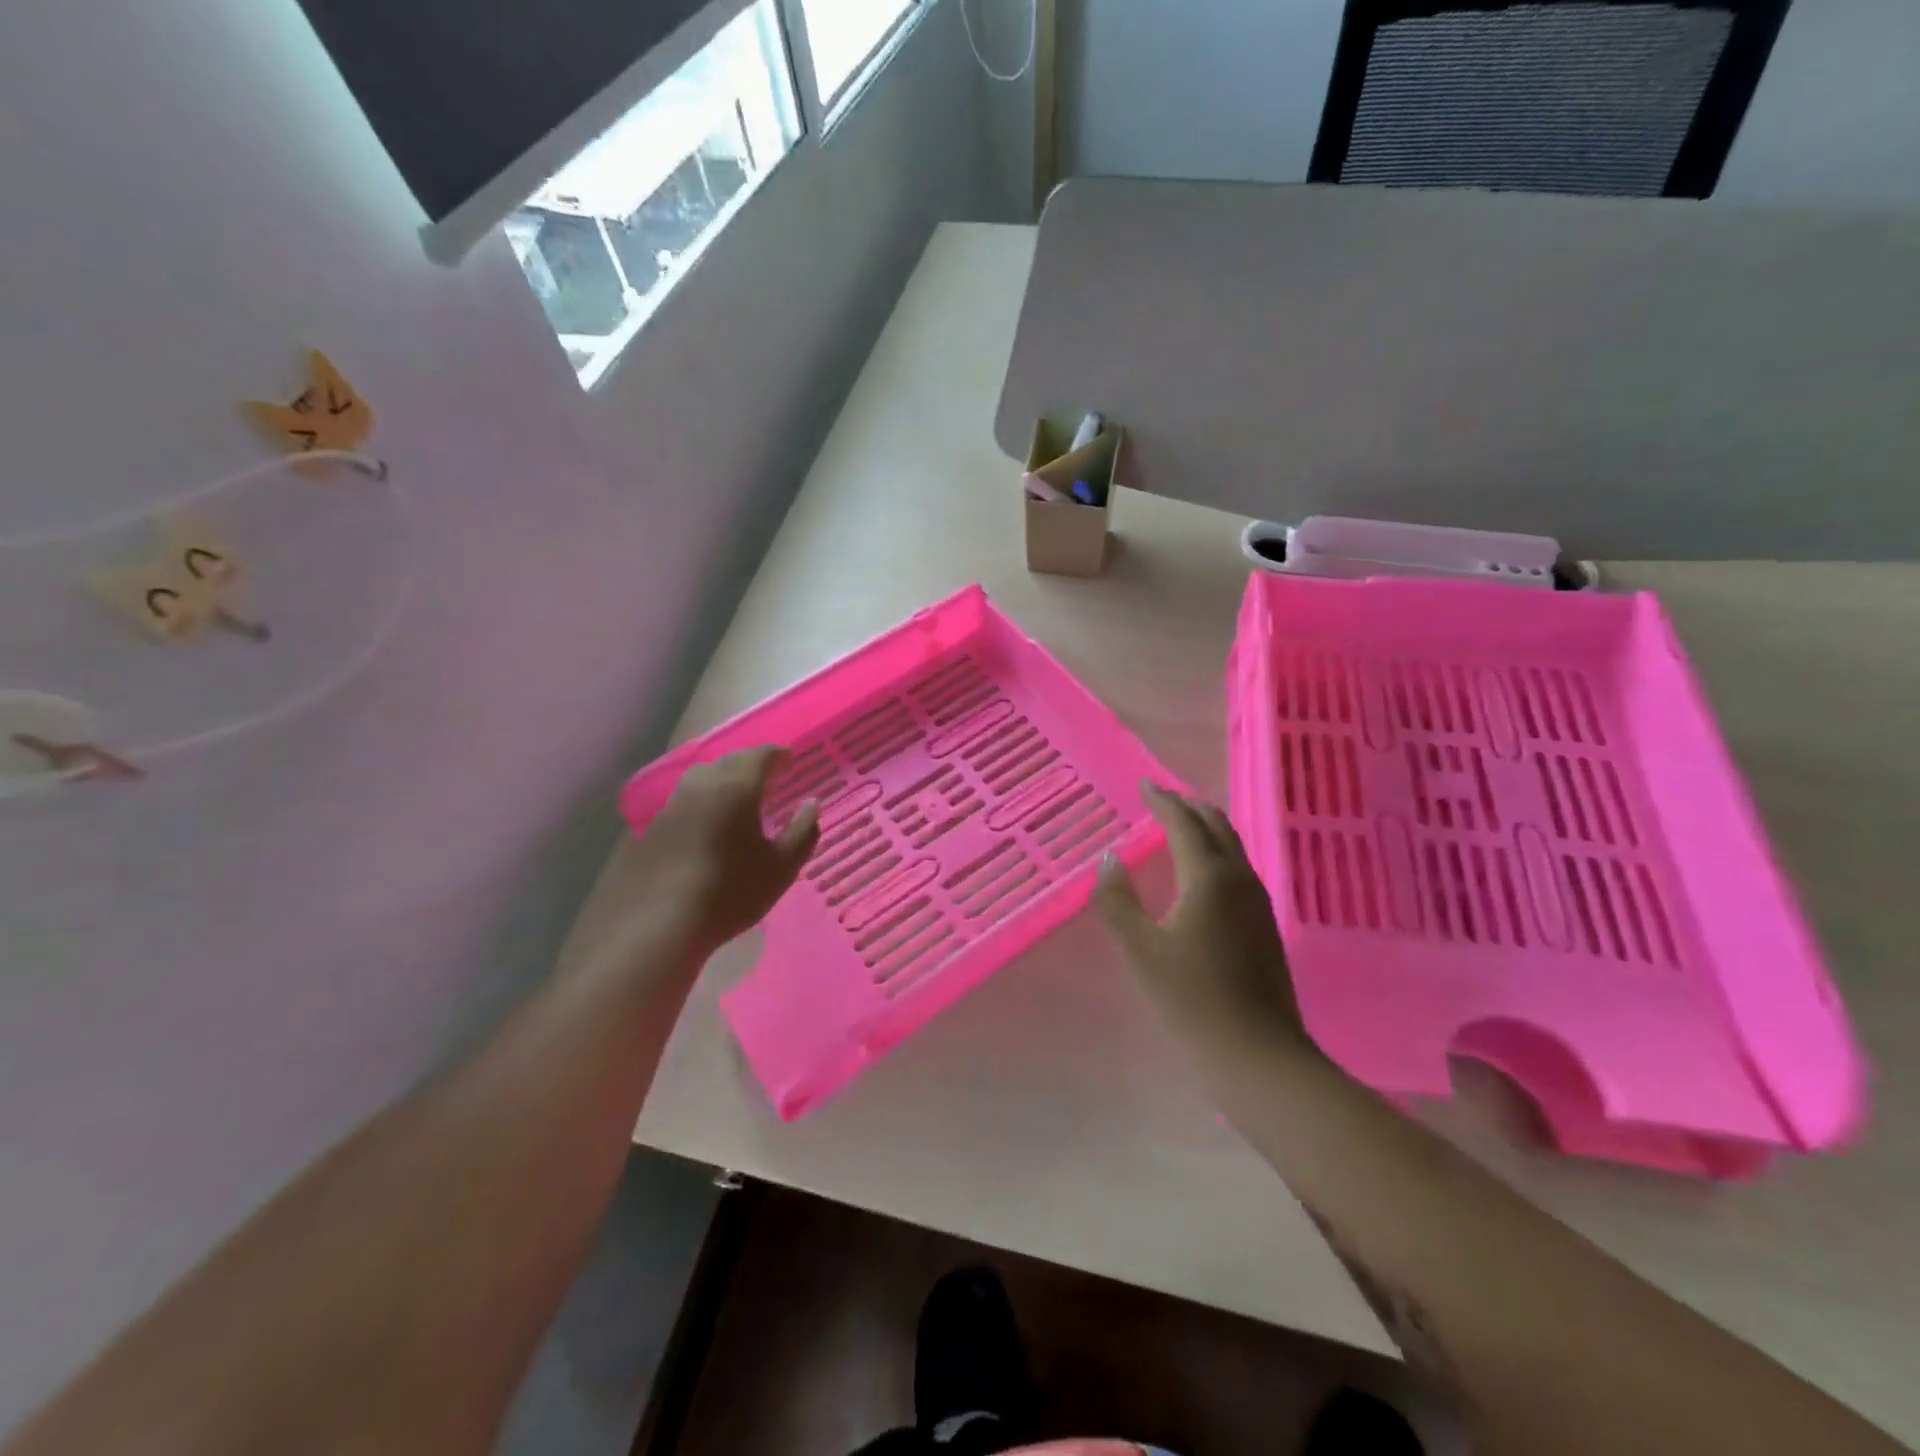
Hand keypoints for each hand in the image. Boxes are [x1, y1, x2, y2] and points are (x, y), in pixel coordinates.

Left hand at [559, 747, 819, 982]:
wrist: (658, 925)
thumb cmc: (731, 892)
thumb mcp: (782, 867)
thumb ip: (803, 831)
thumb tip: (811, 804)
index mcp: (736, 787)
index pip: (760, 756)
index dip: (778, 755)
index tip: (790, 760)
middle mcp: (700, 785)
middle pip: (728, 761)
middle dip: (750, 764)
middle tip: (766, 776)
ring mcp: (670, 806)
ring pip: (701, 779)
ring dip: (722, 780)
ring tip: (737, 798)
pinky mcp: (649, 829)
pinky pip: (683, 802)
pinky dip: (701, 803)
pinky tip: (706, 825)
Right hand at [1094, 782, 1317, 1065]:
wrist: (1259, 1058)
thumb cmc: (1192, 1000)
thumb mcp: (1141, 951)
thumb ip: (1118, 901)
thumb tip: (1108, 860)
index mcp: (1211, 877)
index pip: (1185, 823)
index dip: (1162, 800)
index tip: (1143, 784)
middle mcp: (1240, 880)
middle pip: (1216, 826)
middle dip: (1188, 806)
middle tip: (1160, 799)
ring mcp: (1257, 904)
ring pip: (1231, 848)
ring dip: (1204, 829)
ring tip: (1177, 827)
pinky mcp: (1263, 927)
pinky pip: (1236, 871)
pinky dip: (1214, 854)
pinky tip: (1199, 875)